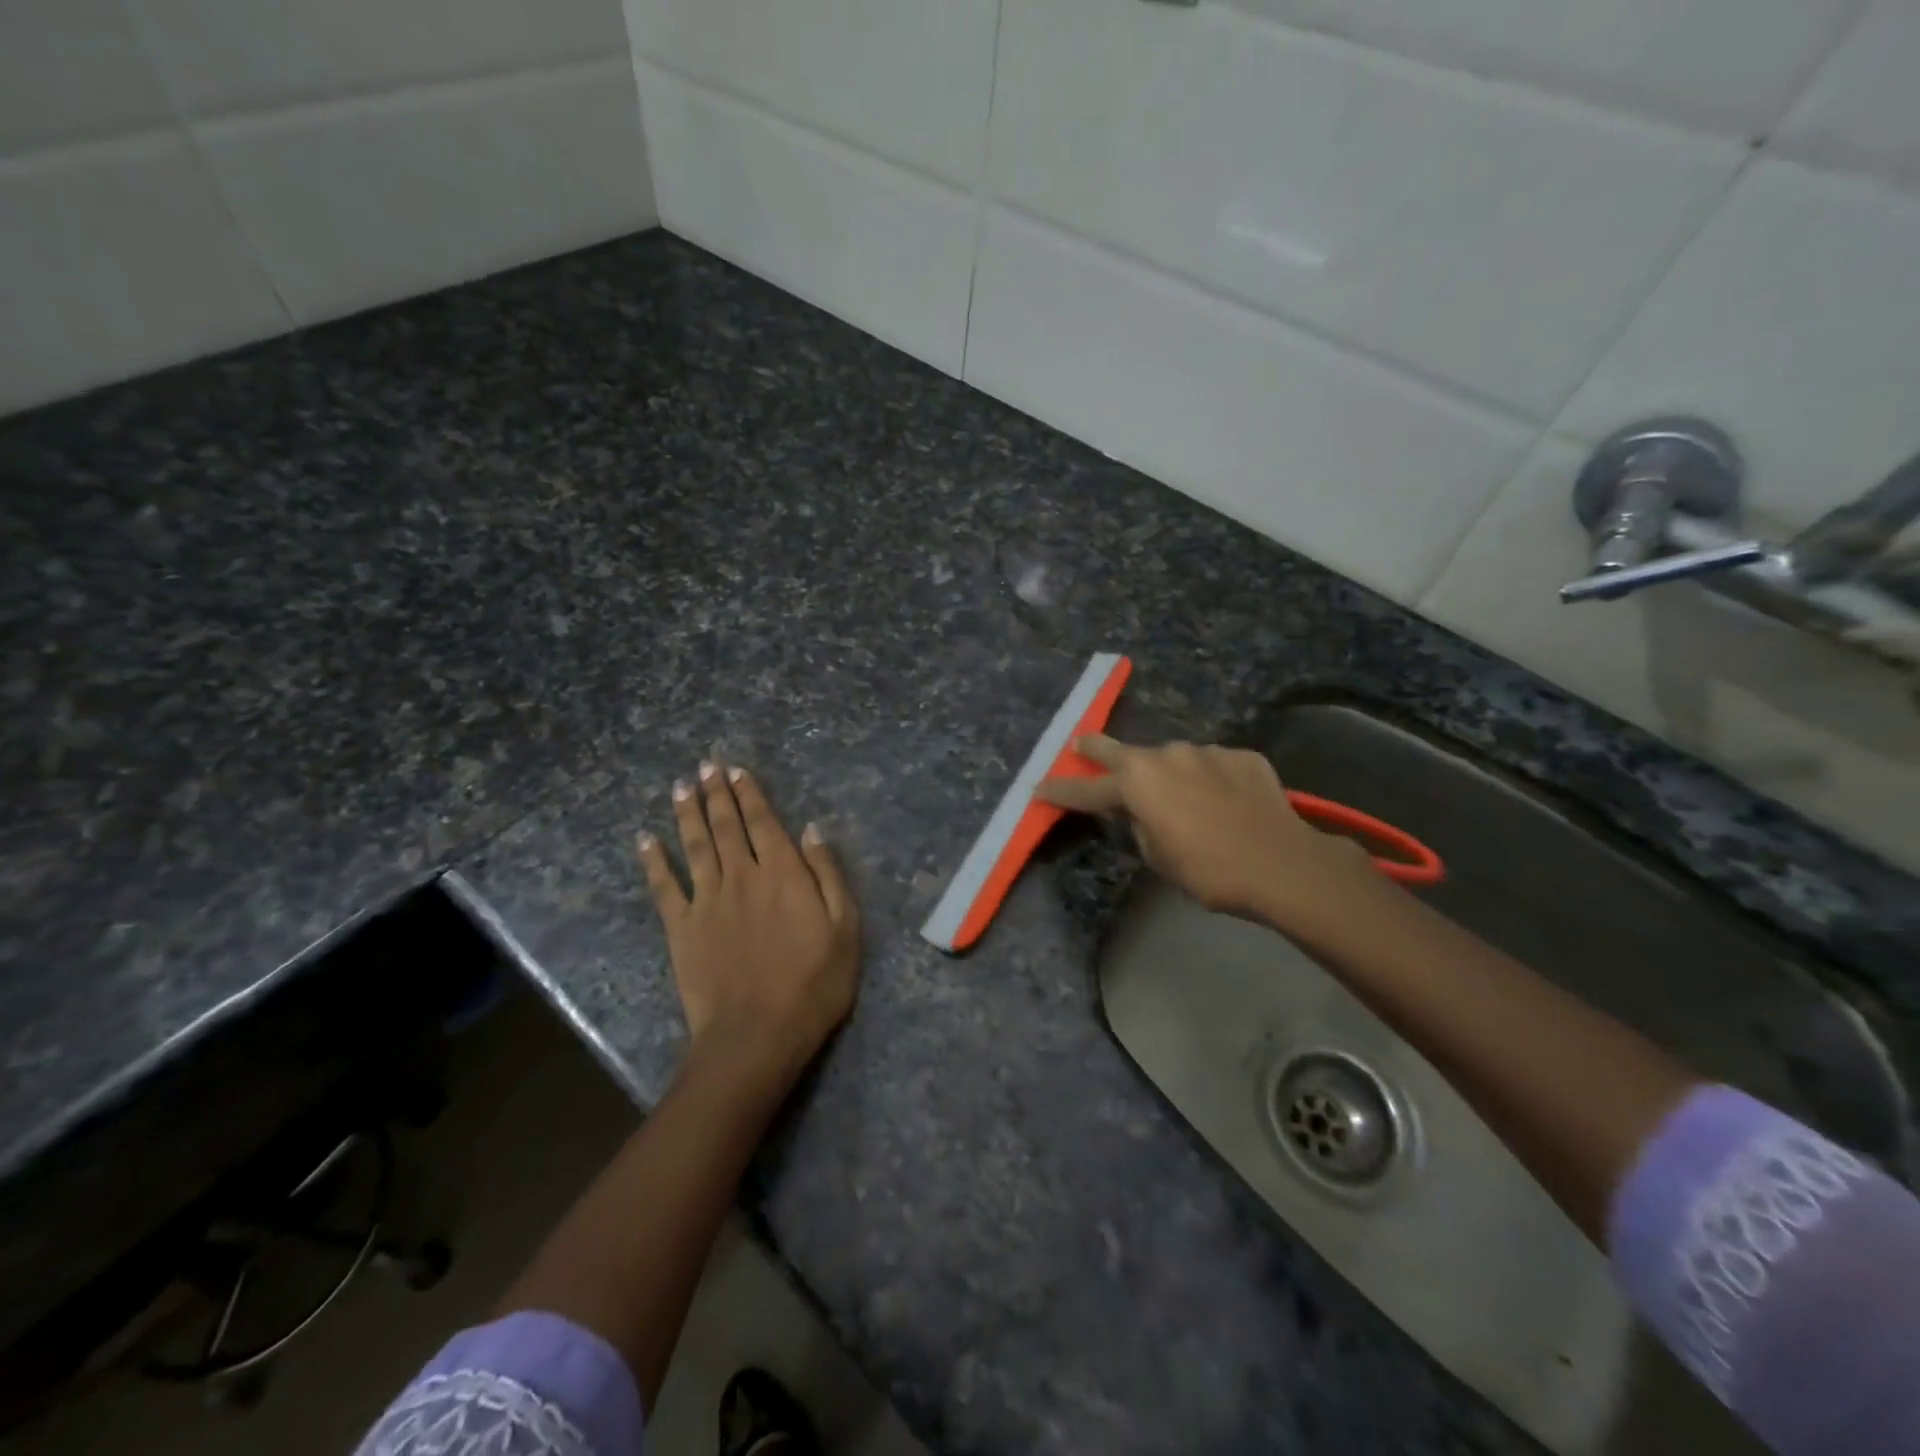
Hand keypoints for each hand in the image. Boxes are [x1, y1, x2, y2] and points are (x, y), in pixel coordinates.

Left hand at [636, 760, 860, 1090]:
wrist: (756, 1036)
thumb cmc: (813, 985)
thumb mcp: (845, 929)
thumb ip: (828, 875)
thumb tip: (813, 830)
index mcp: (783, 875)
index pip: (764, 823)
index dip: (750, 795)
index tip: (737, 770)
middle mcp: (742, 877)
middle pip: (727, 826)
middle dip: (716, 794)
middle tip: (705, 767)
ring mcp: (707, 901)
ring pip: (695, 846)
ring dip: (688, 815)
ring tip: (681, 788)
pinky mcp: (681, 929)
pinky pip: (664, 887)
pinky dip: (653, 862)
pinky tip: (645, 840)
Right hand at [1036, 735, 1375, 927]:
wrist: (1282, 863)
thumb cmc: (1208, 869)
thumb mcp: (1158, 856)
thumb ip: (1140, 824)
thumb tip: (1142, 810)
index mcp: (1138, 782)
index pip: (1087, 788)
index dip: (1060, 790)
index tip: (1038, 787)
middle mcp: (1166, 755)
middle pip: (1122, 751)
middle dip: (1096, 748)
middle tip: (1081, 743)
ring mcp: (1206, 751)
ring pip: (1175, 760)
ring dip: (1168, 774)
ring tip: (1183, 800)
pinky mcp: (1241, 755)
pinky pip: (1213, 766)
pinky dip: (1209, 780)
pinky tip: (1223, 802)